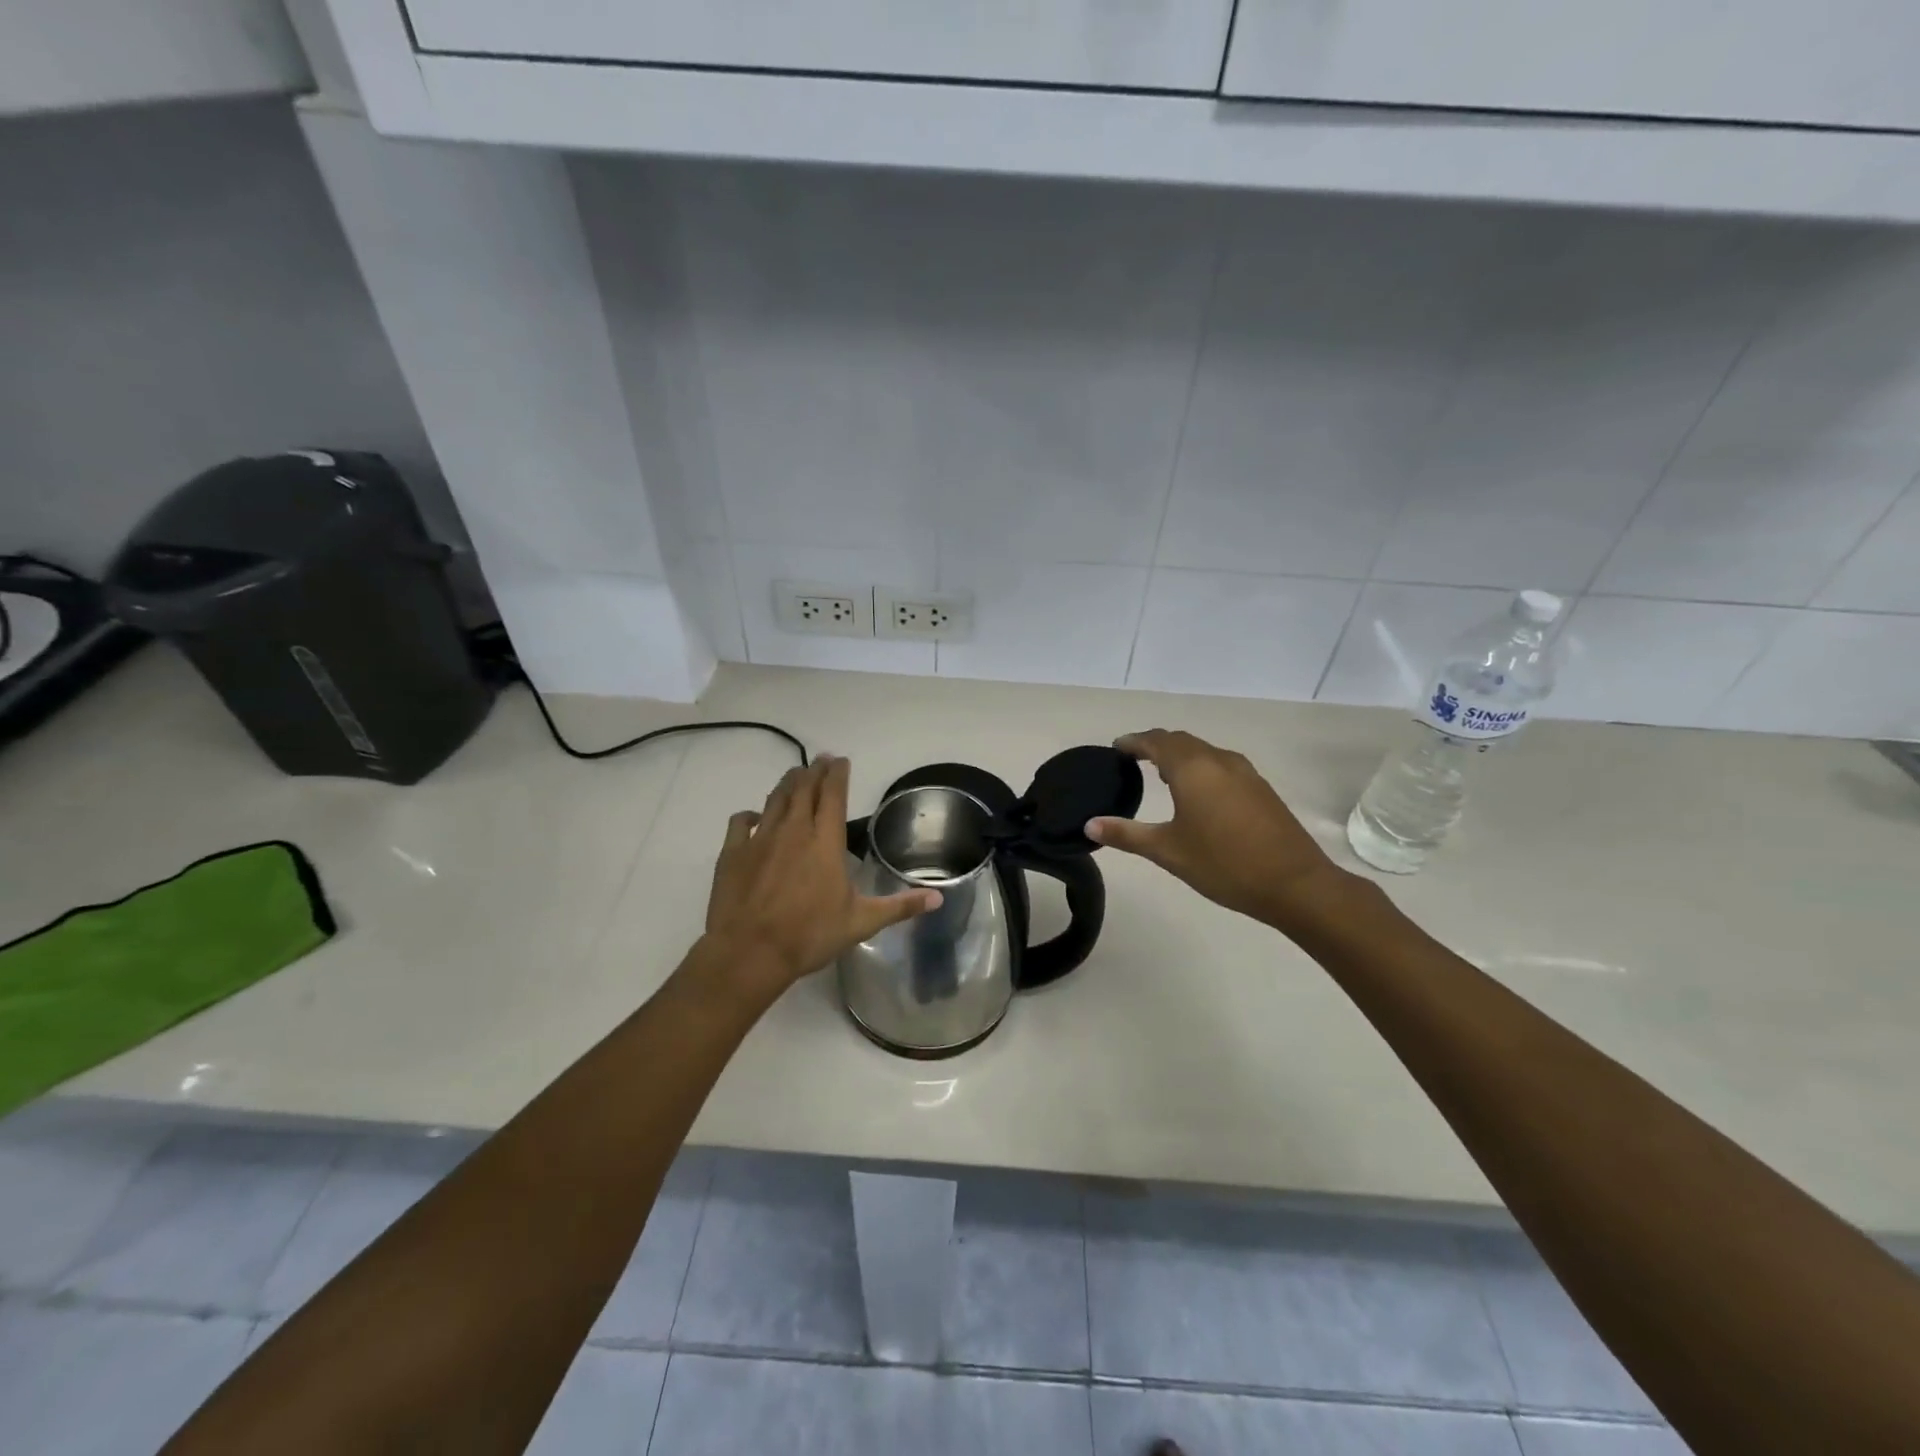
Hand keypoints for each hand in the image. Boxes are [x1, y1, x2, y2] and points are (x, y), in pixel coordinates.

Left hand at [703, 755, 939, 989]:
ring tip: (795, 774)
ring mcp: (760, 839)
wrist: (750, 952)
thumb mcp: (862, 922)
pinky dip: (750, 814)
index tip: (841, 760)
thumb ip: (900, 906)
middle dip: (814, 771)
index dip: (838, 774)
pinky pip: (741, 823)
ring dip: (787, 784)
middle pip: (804, 789)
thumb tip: (938, 897)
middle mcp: (793, 830)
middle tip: (820, 760)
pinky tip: (754, 816)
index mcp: (825, 841)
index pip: (833, 794)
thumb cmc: (810, 935)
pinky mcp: (733, 853)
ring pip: (775, 800)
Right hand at [1086, 729, 1351, 931]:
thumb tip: (1089, 824)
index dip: (1133, 742)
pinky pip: (1221, 764)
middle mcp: (1218, 761)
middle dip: (1156, 745)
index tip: (1116, 748)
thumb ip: (1126, 834)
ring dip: (1180, 755)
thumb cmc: (1224, 864)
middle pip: (1181, 741)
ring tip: (1161, 774)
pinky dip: (1201, 767)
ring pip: (1204, 751)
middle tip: (1133, 758)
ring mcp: (1245, 773)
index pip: (1156, 741)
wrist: (1295, 884)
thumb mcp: (1168, 851)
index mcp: (1192, 769)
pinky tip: (1198, 793)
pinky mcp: (1261, 788)